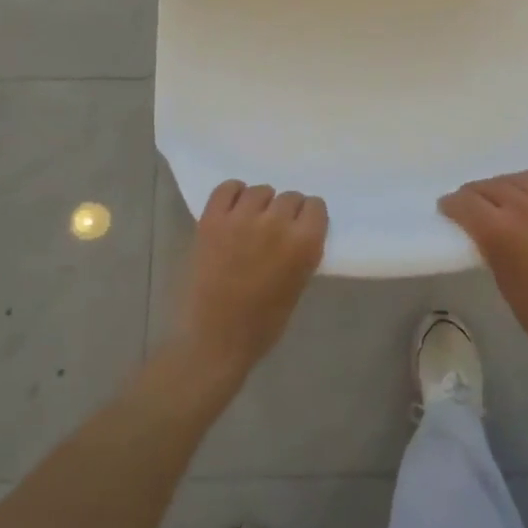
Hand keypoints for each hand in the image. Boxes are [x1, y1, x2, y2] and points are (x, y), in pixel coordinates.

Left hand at [176, 181, 326, 386]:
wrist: (214, 339)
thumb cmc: (262, 324)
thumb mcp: (298, 286)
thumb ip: (302, 252)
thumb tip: (297, 230)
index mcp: (304, 243)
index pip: (315, 206)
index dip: (308, 217)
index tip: (301, 227)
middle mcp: (276, 223)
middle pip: (289, 197)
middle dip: (286, 211)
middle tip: (275, 230)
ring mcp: (241, 218)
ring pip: (260, 191)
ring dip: (260, 204)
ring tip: (252, 221)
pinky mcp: (212, 219)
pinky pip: (227, 188)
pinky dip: (233, 193)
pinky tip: (233, 209)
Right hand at [440, 170, 527, 382]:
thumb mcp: (504, 281)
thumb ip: (492, 247)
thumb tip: (485, 231)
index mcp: (501, 231)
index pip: (466, 203)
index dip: (452, 204)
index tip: (447, 208)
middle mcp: (526, 208)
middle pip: (491, 186)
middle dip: (474, 194)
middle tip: (468, 205)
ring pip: (519, 179)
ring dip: (502, 186)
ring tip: (498, 197)